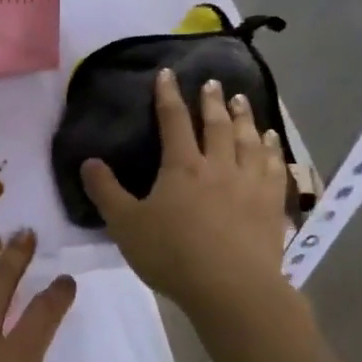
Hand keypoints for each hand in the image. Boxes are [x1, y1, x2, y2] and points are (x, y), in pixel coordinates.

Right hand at [81, 69, 288, 314]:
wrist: (231, 288)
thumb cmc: (172, 255)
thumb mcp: (126, 225)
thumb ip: (106, 192)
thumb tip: (88, 162)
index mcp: (182, 166)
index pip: (173, 120)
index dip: (168, 95)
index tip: (167, 74)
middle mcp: (218, 165)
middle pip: (217, 125)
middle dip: (212, 101)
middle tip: (212, 83)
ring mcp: (250, 183)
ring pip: (249, 140)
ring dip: (245, 118)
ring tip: (243, 102)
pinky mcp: (271, 204)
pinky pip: (274, 167)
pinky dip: (272, 150)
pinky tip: (272, 143)